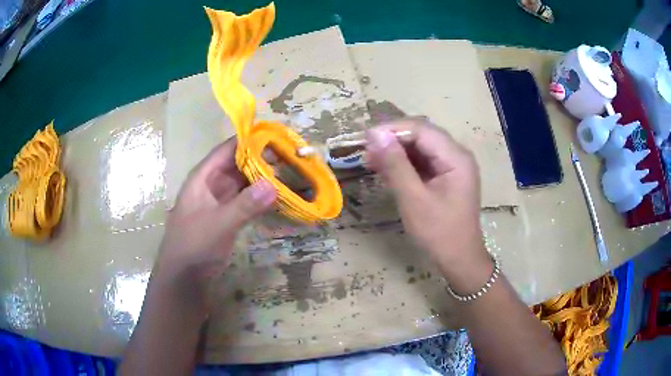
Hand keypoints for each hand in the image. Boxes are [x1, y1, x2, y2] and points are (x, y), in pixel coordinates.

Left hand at [155, 137, 275, 307]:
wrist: (184, 277)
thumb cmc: (193, 245)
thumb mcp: (218, 224)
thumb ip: (245, 205)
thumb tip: (273, 185)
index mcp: (203, 177)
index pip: (227, 149)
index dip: (249, 139)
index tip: (276, 134)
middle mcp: (212, 184)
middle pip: (238, 163)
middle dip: (262, 158)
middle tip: (290, 154)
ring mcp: (220, 200)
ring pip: (244, 181)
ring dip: (263, 177)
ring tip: (289, 171)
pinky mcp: (227, 216)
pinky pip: (246, 199)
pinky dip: (260, 196)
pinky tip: (278, 195)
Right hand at [365, 118, 491, 290]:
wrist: (458, 260)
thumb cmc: (438, 233)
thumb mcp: (413, 199)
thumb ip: (395, 165)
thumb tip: (375, 134)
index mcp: (456, 157)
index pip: (421, 130)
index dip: (392, 130)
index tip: (365, 138)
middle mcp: (457, 155)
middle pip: (422, 136)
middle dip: (393, 140)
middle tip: (366, 150)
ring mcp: (452, 166)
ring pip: (420, 148)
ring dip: (396, 152)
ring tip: (370, 160)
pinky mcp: (445, 177)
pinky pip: (422, 163)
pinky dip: (404, 165)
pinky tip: (385, 170)